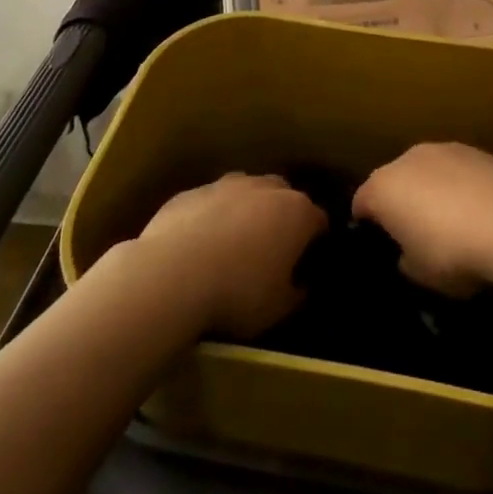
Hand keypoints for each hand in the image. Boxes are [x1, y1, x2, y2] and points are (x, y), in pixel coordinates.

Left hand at [137, 173, 327, 338]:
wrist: (173, 274)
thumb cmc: (238, 292)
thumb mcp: (277, 309)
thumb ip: (295, 293)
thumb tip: (300, 286)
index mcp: (296, 212)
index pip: (318, 219)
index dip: (315, 240)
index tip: (307, 261)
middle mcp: (265, 188)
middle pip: (283, 195)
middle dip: (281, 217)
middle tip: (270, 250)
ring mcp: (226, 185)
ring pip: (245, 193)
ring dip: (244, 212)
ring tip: (231, 246)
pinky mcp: (192, 192)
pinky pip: (209, 203)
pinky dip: (210, 219)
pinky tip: (196, 247)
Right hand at [351, 142, 492, 295]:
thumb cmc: (452, 252)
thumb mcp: (420, 274)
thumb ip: (405, 259)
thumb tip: (408, 252)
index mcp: (382, 188)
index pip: (361, 203)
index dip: (366, 224)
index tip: (378, 243)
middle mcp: (407, 158)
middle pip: (394, 180)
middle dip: (400, 202)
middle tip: (415, 233)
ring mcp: (442, 148)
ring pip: (426, 171)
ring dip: (431, 190)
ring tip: (450, 220)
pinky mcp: (475, 149)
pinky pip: (455, 170)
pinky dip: (459, 185)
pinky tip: (477, 209)